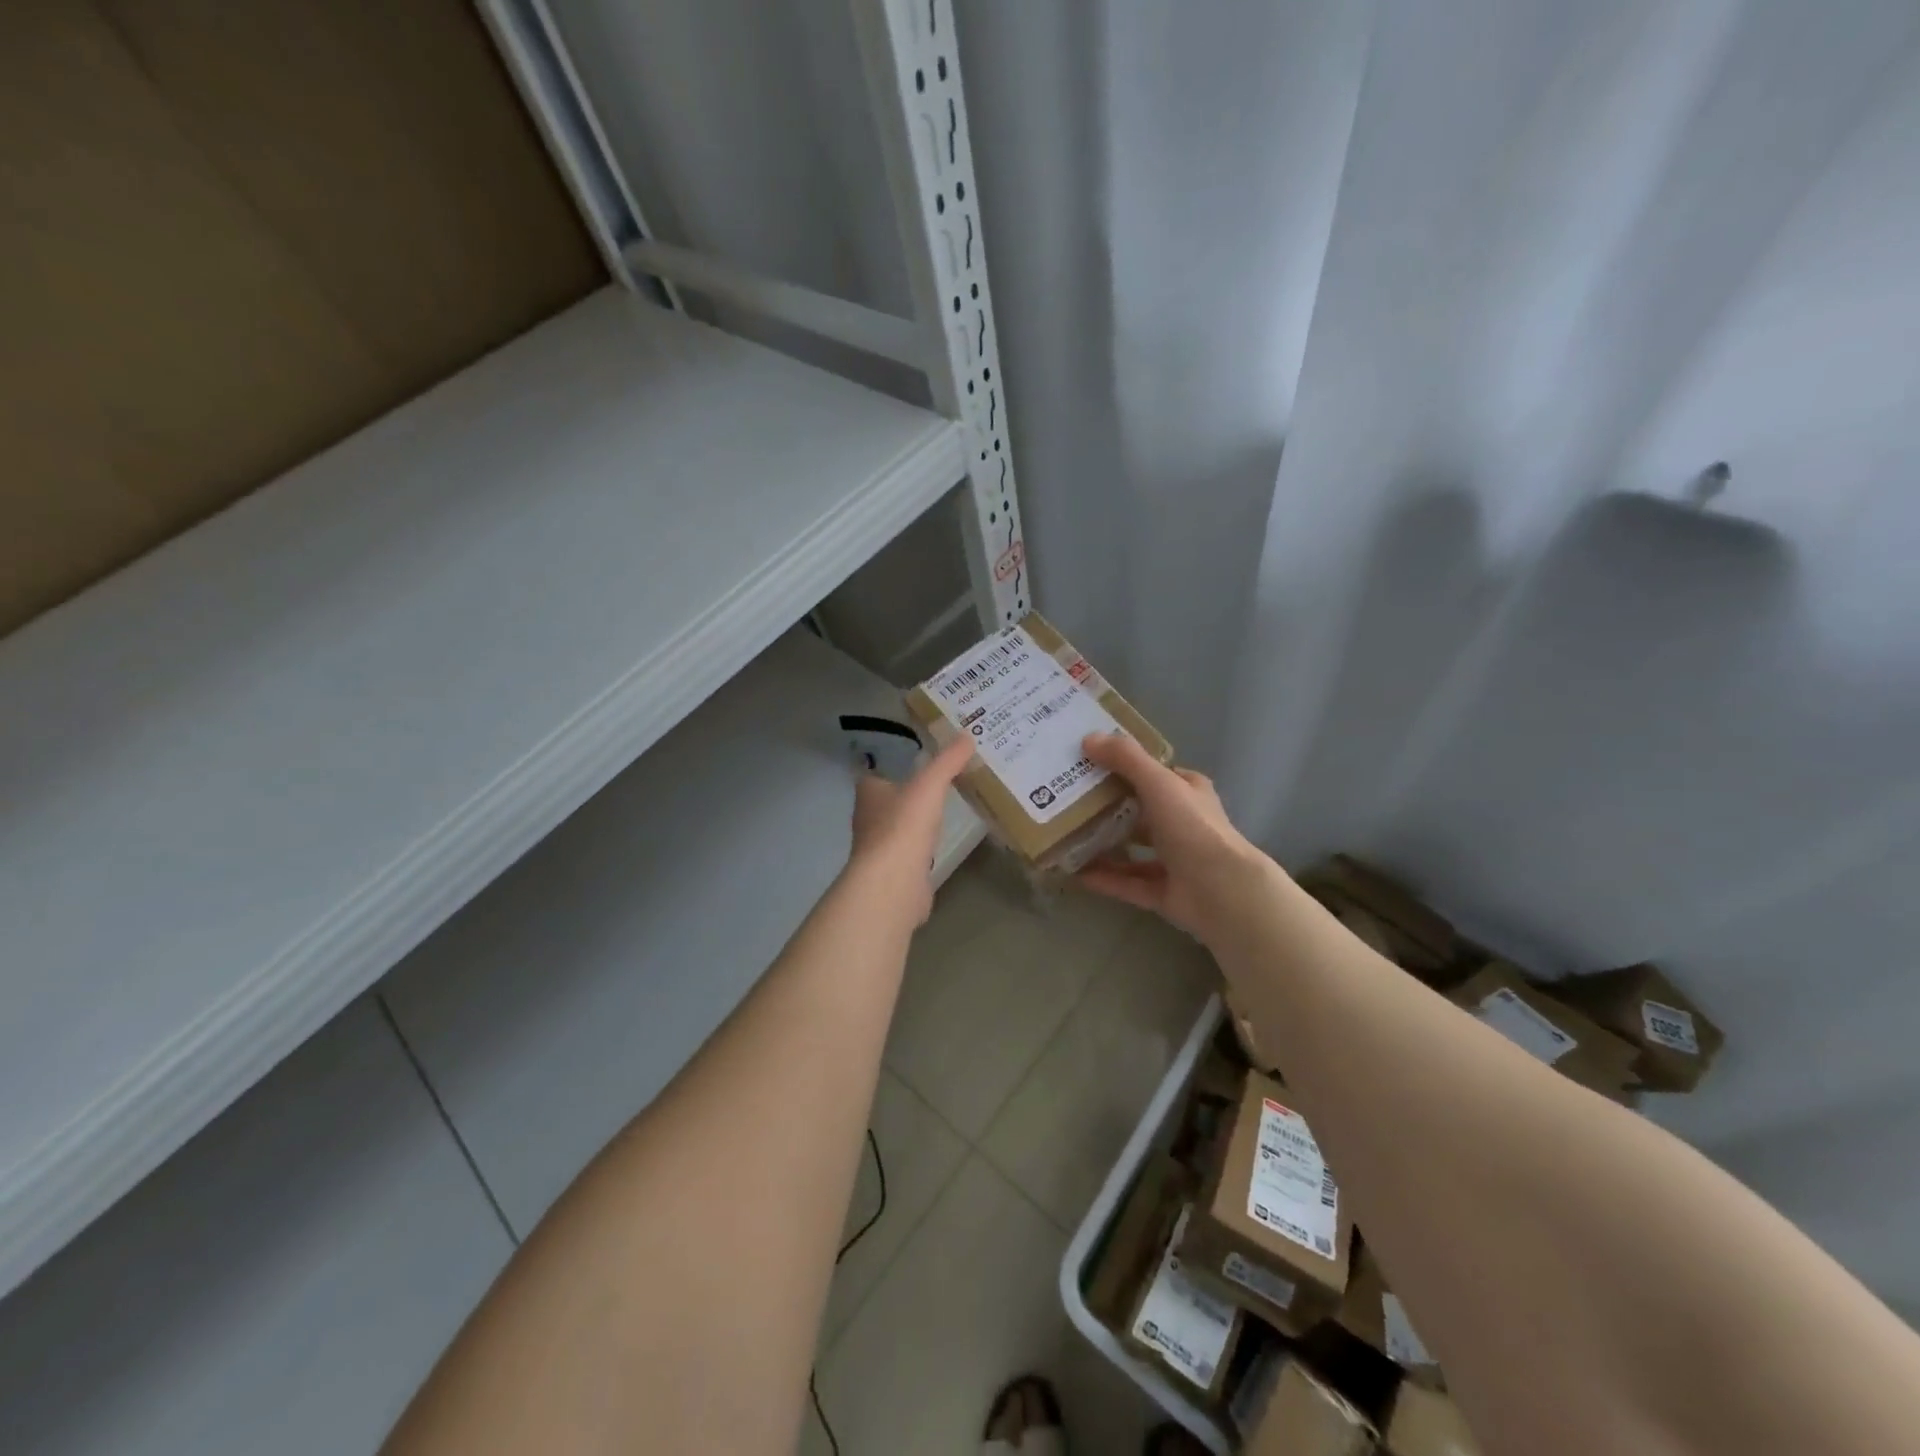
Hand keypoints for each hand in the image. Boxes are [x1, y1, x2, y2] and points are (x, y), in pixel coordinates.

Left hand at [845, 734, 973, 923]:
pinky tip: (938, 842)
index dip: (891, 763)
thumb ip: (948, 761)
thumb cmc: (904, 826)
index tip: (914, 756)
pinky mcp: (894, 871)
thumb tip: (967, 735)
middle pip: (886, 799)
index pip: (874, 772)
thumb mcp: (930, 785)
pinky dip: (921, 845)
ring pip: (898, 825)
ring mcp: (880, 847)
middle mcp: (868, 818)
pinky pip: (909, 851)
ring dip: (914, 818)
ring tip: (941, 807)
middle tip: (935, 778)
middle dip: (906, 790)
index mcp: (869, 792)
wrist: (894, 883)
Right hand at [1075, 732, 1275, 942]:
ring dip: (1103, 845)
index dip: (1125, 767)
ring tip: (1066, 837)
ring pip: (1133, 850)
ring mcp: (1175, 861)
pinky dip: (1104, 878)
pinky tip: (1075, 873)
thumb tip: (1088, 738)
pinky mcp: (1165, 893)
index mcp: (1188, 793)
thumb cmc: (1192, 827)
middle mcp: (1183, 824)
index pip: (1155, 775)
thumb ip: (1126, 759)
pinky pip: (1128, 883)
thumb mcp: (1159, 782)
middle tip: (1068, 800)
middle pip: (1140, 812)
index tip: (1088, 764)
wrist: (1221, 891)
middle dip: (1107, 808)